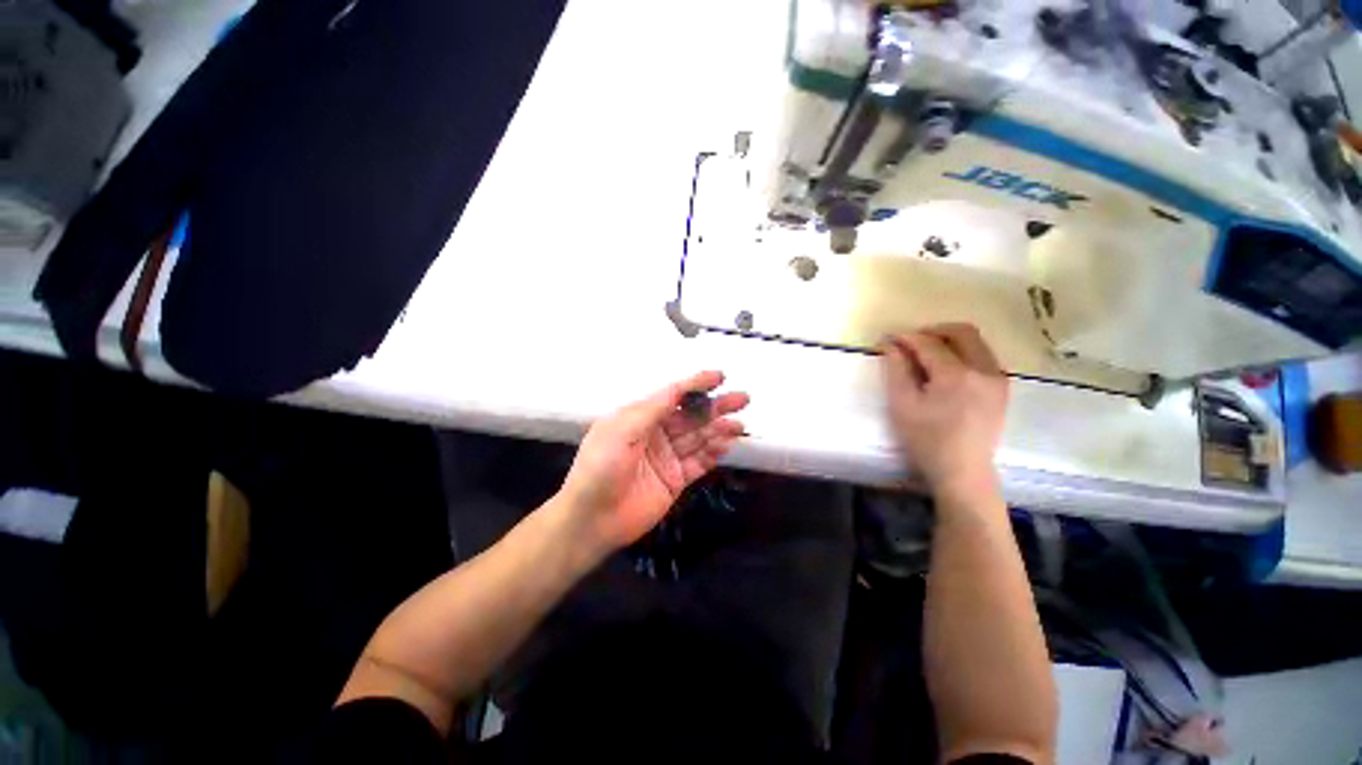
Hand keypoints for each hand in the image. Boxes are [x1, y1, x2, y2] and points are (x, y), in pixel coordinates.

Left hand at [558, 371, 748, 553]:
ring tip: (738, 425)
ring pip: (698, 438)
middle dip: (715, 407)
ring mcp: (667, 457)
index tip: (719, 377)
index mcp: (639, 417)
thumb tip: (678, 388)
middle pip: (691, 416)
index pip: (672, 396)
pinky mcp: (675, 480)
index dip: (695, 385)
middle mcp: (656, 434)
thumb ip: (652, 409)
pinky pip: (698, 463)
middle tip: (742, 399)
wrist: (592, 520)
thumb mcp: (622, 431)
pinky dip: (713, 453)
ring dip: (719, 429)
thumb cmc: (601, 467)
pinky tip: (726, 445)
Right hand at [880, 324, 1007, 500]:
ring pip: (975, 342)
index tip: (888, 338)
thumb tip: (891, 344)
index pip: (929, 343)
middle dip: (932, 331)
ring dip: (949, 341)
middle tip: (910, 342)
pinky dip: (963, 353)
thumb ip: (896, 370)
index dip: (906, 337)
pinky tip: (946, 369)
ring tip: (925, 354)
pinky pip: (983, 356)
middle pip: (961, 332)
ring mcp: (998, 378)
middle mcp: (984, 369)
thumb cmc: (926, 440)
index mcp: (957, 375)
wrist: (963, 471)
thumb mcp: (902, 405)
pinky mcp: (1002, 388)